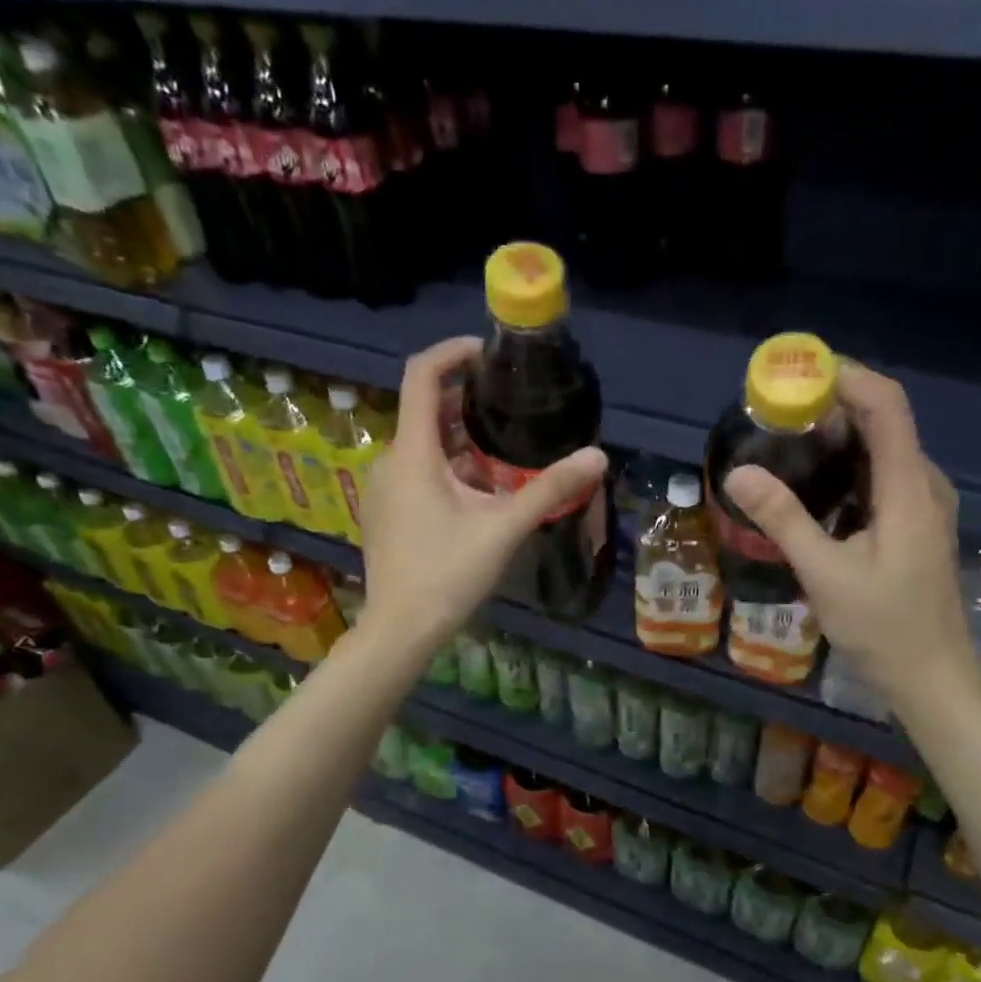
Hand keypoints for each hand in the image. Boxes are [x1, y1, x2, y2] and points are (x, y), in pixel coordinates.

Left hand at [358, 337, 607, 654]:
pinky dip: (446, 467)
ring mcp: (382, 488)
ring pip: (423, 446)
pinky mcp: (385, 512)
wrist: (401, 629)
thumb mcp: (504, 528)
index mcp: (413, 453)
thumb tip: (597, 456)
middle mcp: (390, 461)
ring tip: (504, 453)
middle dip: (466, 403)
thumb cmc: (448, 574)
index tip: (487, 353)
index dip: (452, 352)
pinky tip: (478, 494)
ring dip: (460, 440)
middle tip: (510, 408)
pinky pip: (416, 472)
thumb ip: (550, 488)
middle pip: (426, 411)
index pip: (421, 376)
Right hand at [723, 363, 980, 701]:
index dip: (846, 377)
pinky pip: (880, 476)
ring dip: (837, 437)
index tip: (796, 373)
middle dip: (831, 405)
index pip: (886, 405)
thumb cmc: (882, 627)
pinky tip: (811, 486)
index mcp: (908, 488)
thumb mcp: (824, 573)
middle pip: (883, 420)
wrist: (931, 677)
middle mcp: (923, 484)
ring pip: (881, 449)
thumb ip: (783, 518)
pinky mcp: (914, 524)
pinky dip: (845, 466)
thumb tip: (738, 471)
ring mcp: (923, 504)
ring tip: (784, 441)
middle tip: (775, 412)